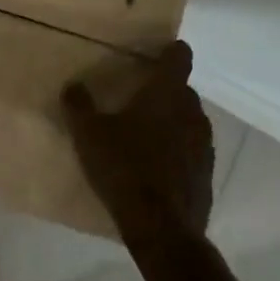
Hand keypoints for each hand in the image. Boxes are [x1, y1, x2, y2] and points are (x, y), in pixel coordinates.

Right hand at [64, 41, 213, 239]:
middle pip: (183, 90)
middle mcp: (192, 113)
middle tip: (138, 96)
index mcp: (166, 94)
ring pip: (189, 121)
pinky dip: (178, 151)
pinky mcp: (206, 175)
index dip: (171, 51)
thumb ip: (79, 105)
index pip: (179, 57)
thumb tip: (73, 85)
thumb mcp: (89, 134)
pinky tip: (156, 166)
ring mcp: (204, 146)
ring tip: (145, 133)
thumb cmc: (125, 168)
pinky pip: (192, 151)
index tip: (158, 51)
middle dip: (164, 90)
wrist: (162, 229)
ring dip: (172, 122)